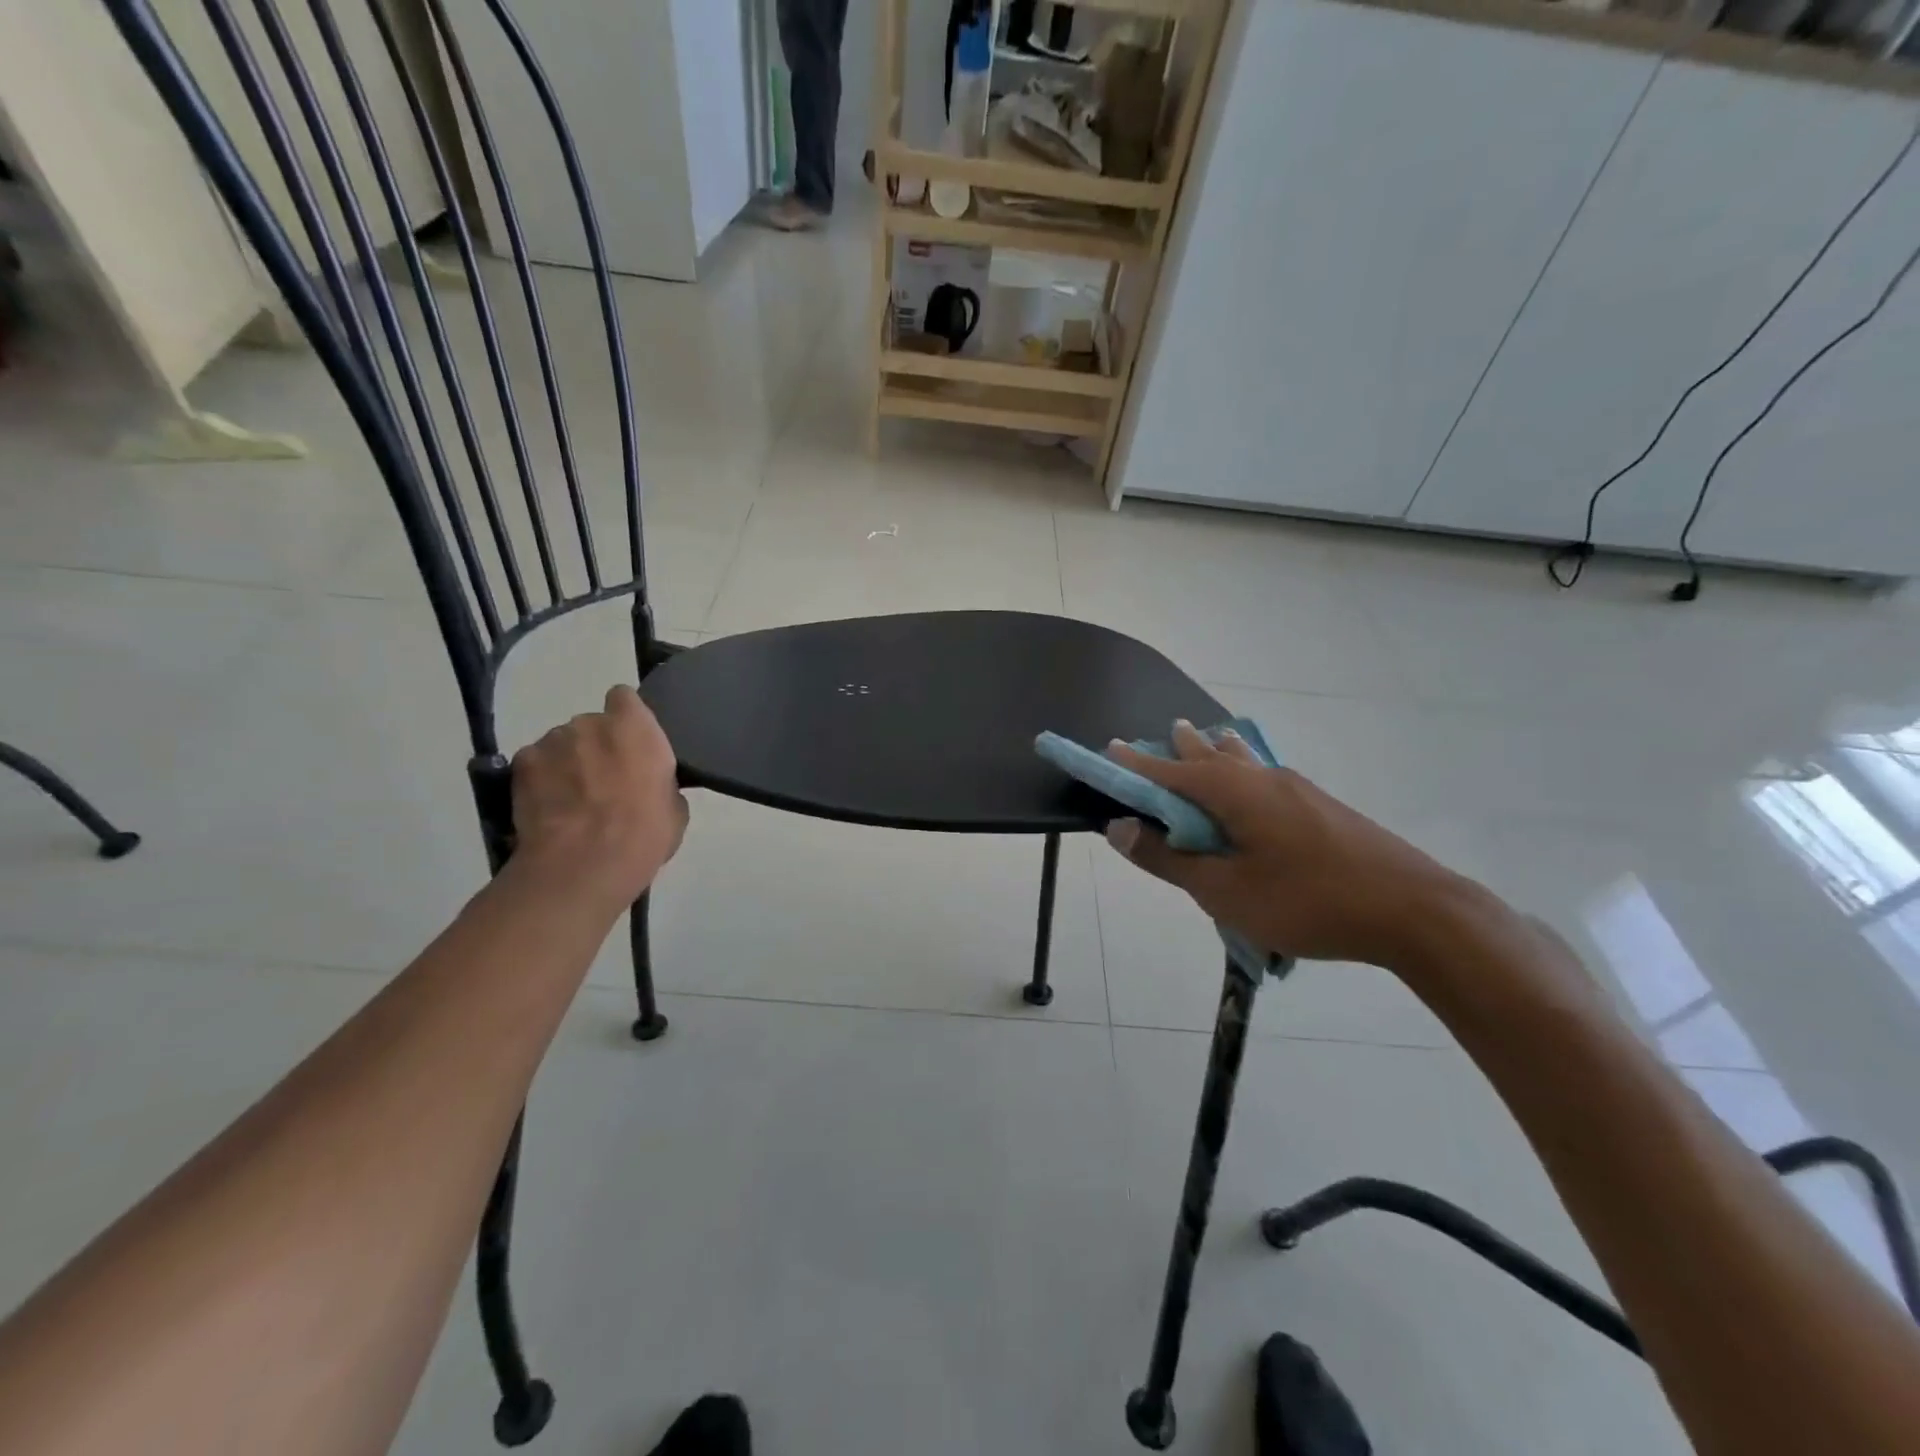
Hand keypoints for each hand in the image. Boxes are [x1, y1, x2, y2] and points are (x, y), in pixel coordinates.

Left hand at [510, 686, 687, 908]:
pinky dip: (540, 779)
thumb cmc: (642, 835)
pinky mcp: (521, 763)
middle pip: (592, 724)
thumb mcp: (674, 809)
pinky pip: (535, 762)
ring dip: (567, 762)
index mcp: (636, 728)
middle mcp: (592, 723)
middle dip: (596, 745)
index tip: (631, 743)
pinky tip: (547, 807)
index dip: (627, 718)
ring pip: (561, 743)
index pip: (625, 698)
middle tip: (603, 780)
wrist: (581, 866)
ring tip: (571, 800)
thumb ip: (660, 781)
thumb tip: (649, 784)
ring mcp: (552, 741)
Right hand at [1105, 722, 1481, 969]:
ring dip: (1215, 752)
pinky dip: (1242, 772)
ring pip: (1243, 761)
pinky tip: (1252, 785)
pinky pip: (1265, 777)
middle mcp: (1262, 778)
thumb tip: (1119, 828)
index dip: (1135, 763)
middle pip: (1209, 753)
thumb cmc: (1307, 900)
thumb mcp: (1224, 890)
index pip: (1168, 770)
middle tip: (1161, 736)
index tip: (1108, 749)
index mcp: (1233, 791)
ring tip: (1203, 739)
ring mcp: (1298, 790)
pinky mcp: (1321, 808)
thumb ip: (1168, 859)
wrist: (1415, 910)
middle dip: (1179, 748)